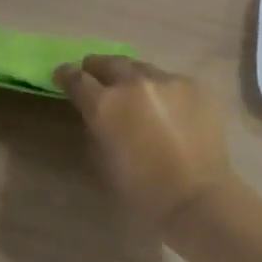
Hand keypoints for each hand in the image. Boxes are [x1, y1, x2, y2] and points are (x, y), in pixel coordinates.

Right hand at [53, 56, 236, 225]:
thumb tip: (96, 112)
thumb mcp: (103, 160)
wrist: (198, 198)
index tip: (62, 76)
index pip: (76, 78)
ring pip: (141, 68)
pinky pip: (170, 80)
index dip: (66, 75)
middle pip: (108, 62)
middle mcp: (133, 83)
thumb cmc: (143, 191)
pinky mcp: (194, 85)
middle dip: (96, 68)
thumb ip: (95, 127)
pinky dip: (162, 90)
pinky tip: (167, 107)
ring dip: (131, 76)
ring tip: (133, 89)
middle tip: (94, 75)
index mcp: (105, 104)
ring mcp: (167, 80)